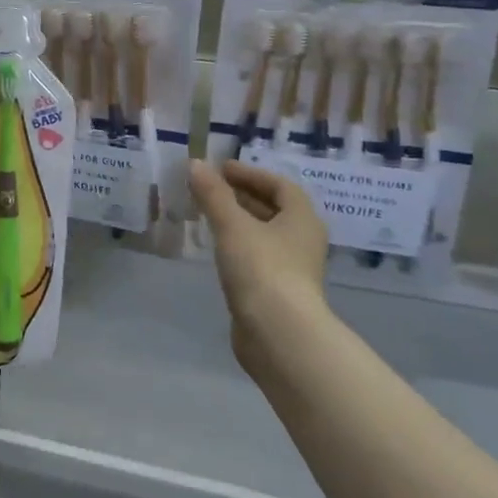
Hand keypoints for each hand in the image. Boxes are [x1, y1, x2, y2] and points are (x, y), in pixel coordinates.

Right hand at [188, 159, 330, 380]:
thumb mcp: (232, 226)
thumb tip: (195, 164)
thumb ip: (213, 194)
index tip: (221, 169)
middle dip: (242, 196)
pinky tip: (217, 248)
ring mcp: (292, 268)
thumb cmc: (261, 269)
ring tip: (208, 214)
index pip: (280, 185)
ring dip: (239, 220)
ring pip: (264, 234)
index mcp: (302, 218)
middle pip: (273, 209)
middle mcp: (303, 240)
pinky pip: (257, 256)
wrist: (278, 334)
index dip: (250, 173)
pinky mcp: (277, 291)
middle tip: (210, 188)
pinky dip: (238, 245)